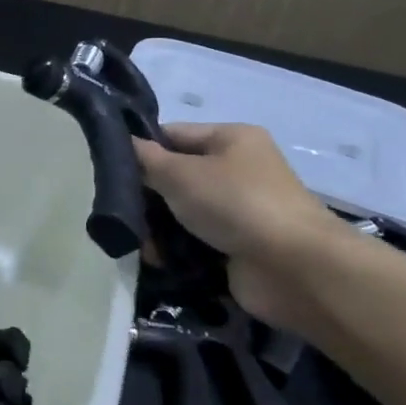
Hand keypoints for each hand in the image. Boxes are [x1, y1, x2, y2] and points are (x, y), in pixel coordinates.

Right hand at [133, 124, 345, 333]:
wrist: (295, 269)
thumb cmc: (235, 204)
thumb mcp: (180, 173)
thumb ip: (145, 159)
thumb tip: (123, 144)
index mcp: (231, 139)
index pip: (173, 135)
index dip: (142, 149)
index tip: (110, 168)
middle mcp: (238, 170)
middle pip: (176, 176)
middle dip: (147, 195)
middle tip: (118, 210)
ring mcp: (239, 211)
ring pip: (182, 212)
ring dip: (157, 226)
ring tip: (135, 241)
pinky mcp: (237, 246)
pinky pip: (194, 241)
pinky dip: (175, 250)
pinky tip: (155, 259)